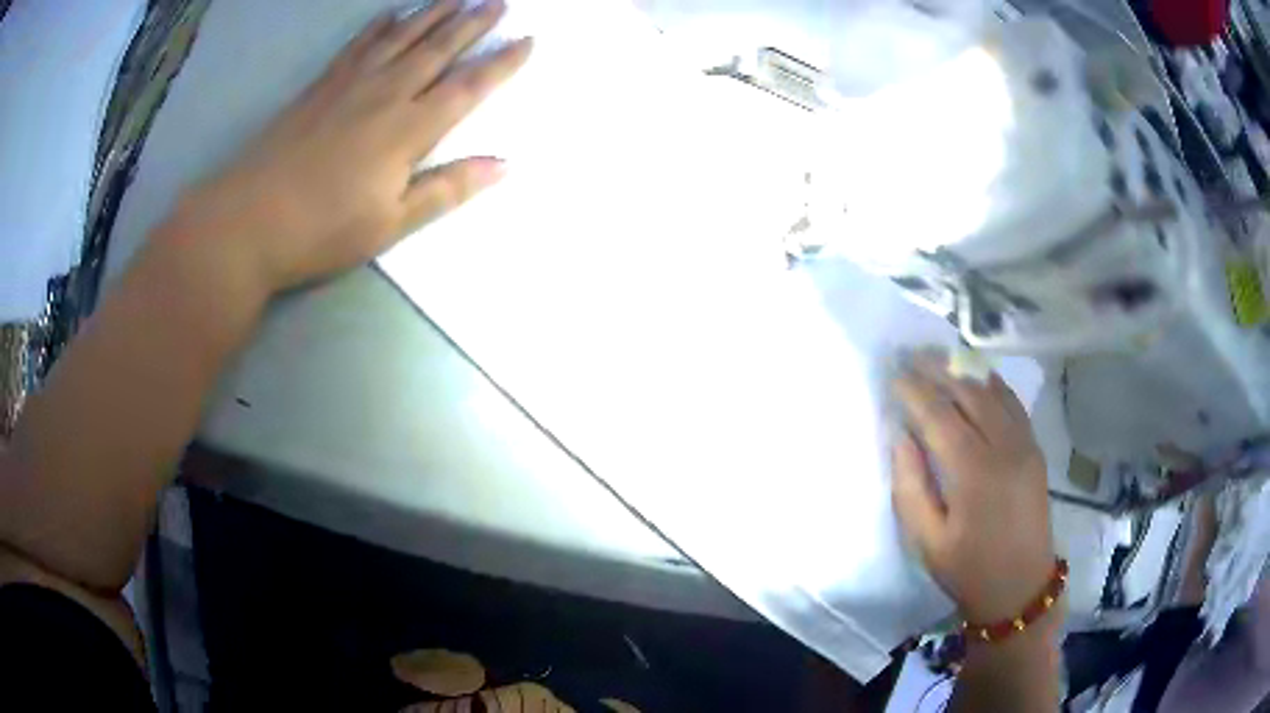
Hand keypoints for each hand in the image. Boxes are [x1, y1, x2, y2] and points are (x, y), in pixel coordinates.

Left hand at [165, 0, 530, 292]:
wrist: (248, 220)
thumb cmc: (322, 230)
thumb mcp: (391, 223)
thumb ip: (447, 189)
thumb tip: (503, 165)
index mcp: (409, 129)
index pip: (467, 87)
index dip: (501, 62)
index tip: (527, 39)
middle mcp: (385, 94)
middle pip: (437, 49)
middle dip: (473, 23)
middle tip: (499, 2)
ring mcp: (350, 84)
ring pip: (401, 37)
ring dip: (433, 14)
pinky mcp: (320, 87)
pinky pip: (357, 45)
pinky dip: (378, 26)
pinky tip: (391, 13)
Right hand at [890, 352, 1055, 624]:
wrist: (1020, 586)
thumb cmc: (968, 569)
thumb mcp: (927, 540)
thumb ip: (911, 486)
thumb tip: (901, 437)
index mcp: (973, 472)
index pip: (939, 415)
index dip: (915, 391)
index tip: (894, 374)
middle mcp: (1003, 447)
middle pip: (969, 392)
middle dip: (938, 370)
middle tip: (912, 355)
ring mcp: (1024, 444)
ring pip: (993, 391)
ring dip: (965, 371)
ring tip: (940, 358)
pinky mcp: (1034, 448)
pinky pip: (1013, 403)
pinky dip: (992, 384)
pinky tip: (978, 378)